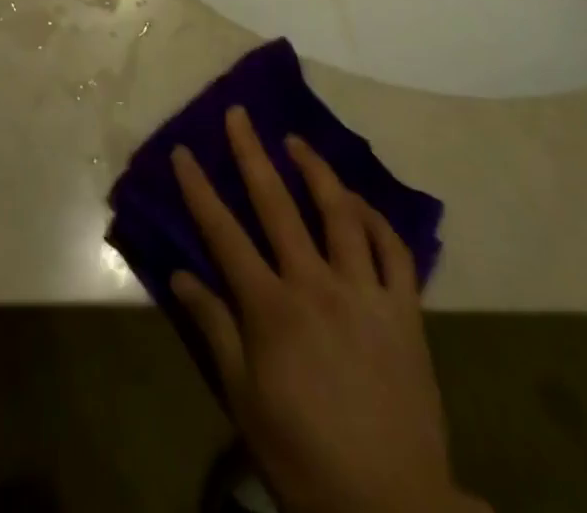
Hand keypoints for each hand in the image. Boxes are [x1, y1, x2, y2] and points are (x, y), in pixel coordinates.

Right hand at [171, 107, 485, 512]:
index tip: (183, 151)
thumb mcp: (245, 401)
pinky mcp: (405, 310)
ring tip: (296, 142)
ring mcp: (365, 292)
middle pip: (277, 204)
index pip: (224, 233)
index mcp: (272, 308)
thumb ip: (215, 329)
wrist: (393, 509)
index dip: (199, 189)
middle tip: (239, 113)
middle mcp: (316, 284)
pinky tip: (358, 200)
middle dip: (252, 153)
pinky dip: (375, 217)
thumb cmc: (305, 457)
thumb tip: (182, 275)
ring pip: (339, 212)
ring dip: (315, 170)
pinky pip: (393, 250)